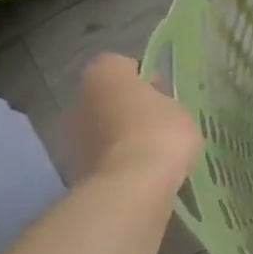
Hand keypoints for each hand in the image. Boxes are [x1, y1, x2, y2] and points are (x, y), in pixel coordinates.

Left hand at [64, 54, 200, 188]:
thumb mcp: (180, 111)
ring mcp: (72, 134)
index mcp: (104, 72)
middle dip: (129, 110)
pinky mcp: (74, 167)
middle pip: (109, 99)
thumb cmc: (160, 134)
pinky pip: (102, 158)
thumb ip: (166, 104)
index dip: (147, 81)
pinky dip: (117, 163)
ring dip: (121, 138)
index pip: (126, 67)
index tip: (165, 98)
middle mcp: (79, 97)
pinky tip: (140, 175)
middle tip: (158, 127)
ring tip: (151, 156)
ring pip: (103, 129)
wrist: (131, 186)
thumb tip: (156, 109)